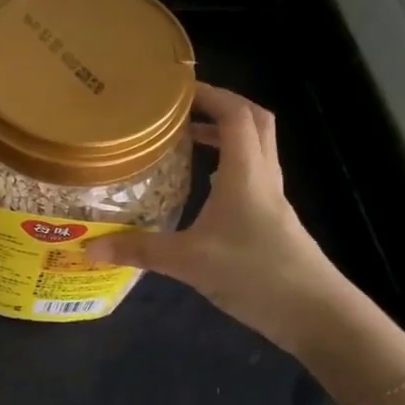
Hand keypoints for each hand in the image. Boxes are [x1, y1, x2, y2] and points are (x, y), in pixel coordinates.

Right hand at [81, 83, 350, 353]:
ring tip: (187, 139)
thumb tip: (88, 247)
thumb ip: (139, 250)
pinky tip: (205, 188)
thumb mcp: (189, 262)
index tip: (176, 90)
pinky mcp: (274, 221)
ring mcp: (272, 199)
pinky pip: (253, 175)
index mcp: (246, 172)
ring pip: (256, 148)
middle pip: (254, 122)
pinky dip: (230, 166)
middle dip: (222, 105)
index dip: (210, 94)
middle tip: (183, 108)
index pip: (235, 114)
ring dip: (227, 134)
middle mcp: (263, 176)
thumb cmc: (255, 274)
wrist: (316, 315)